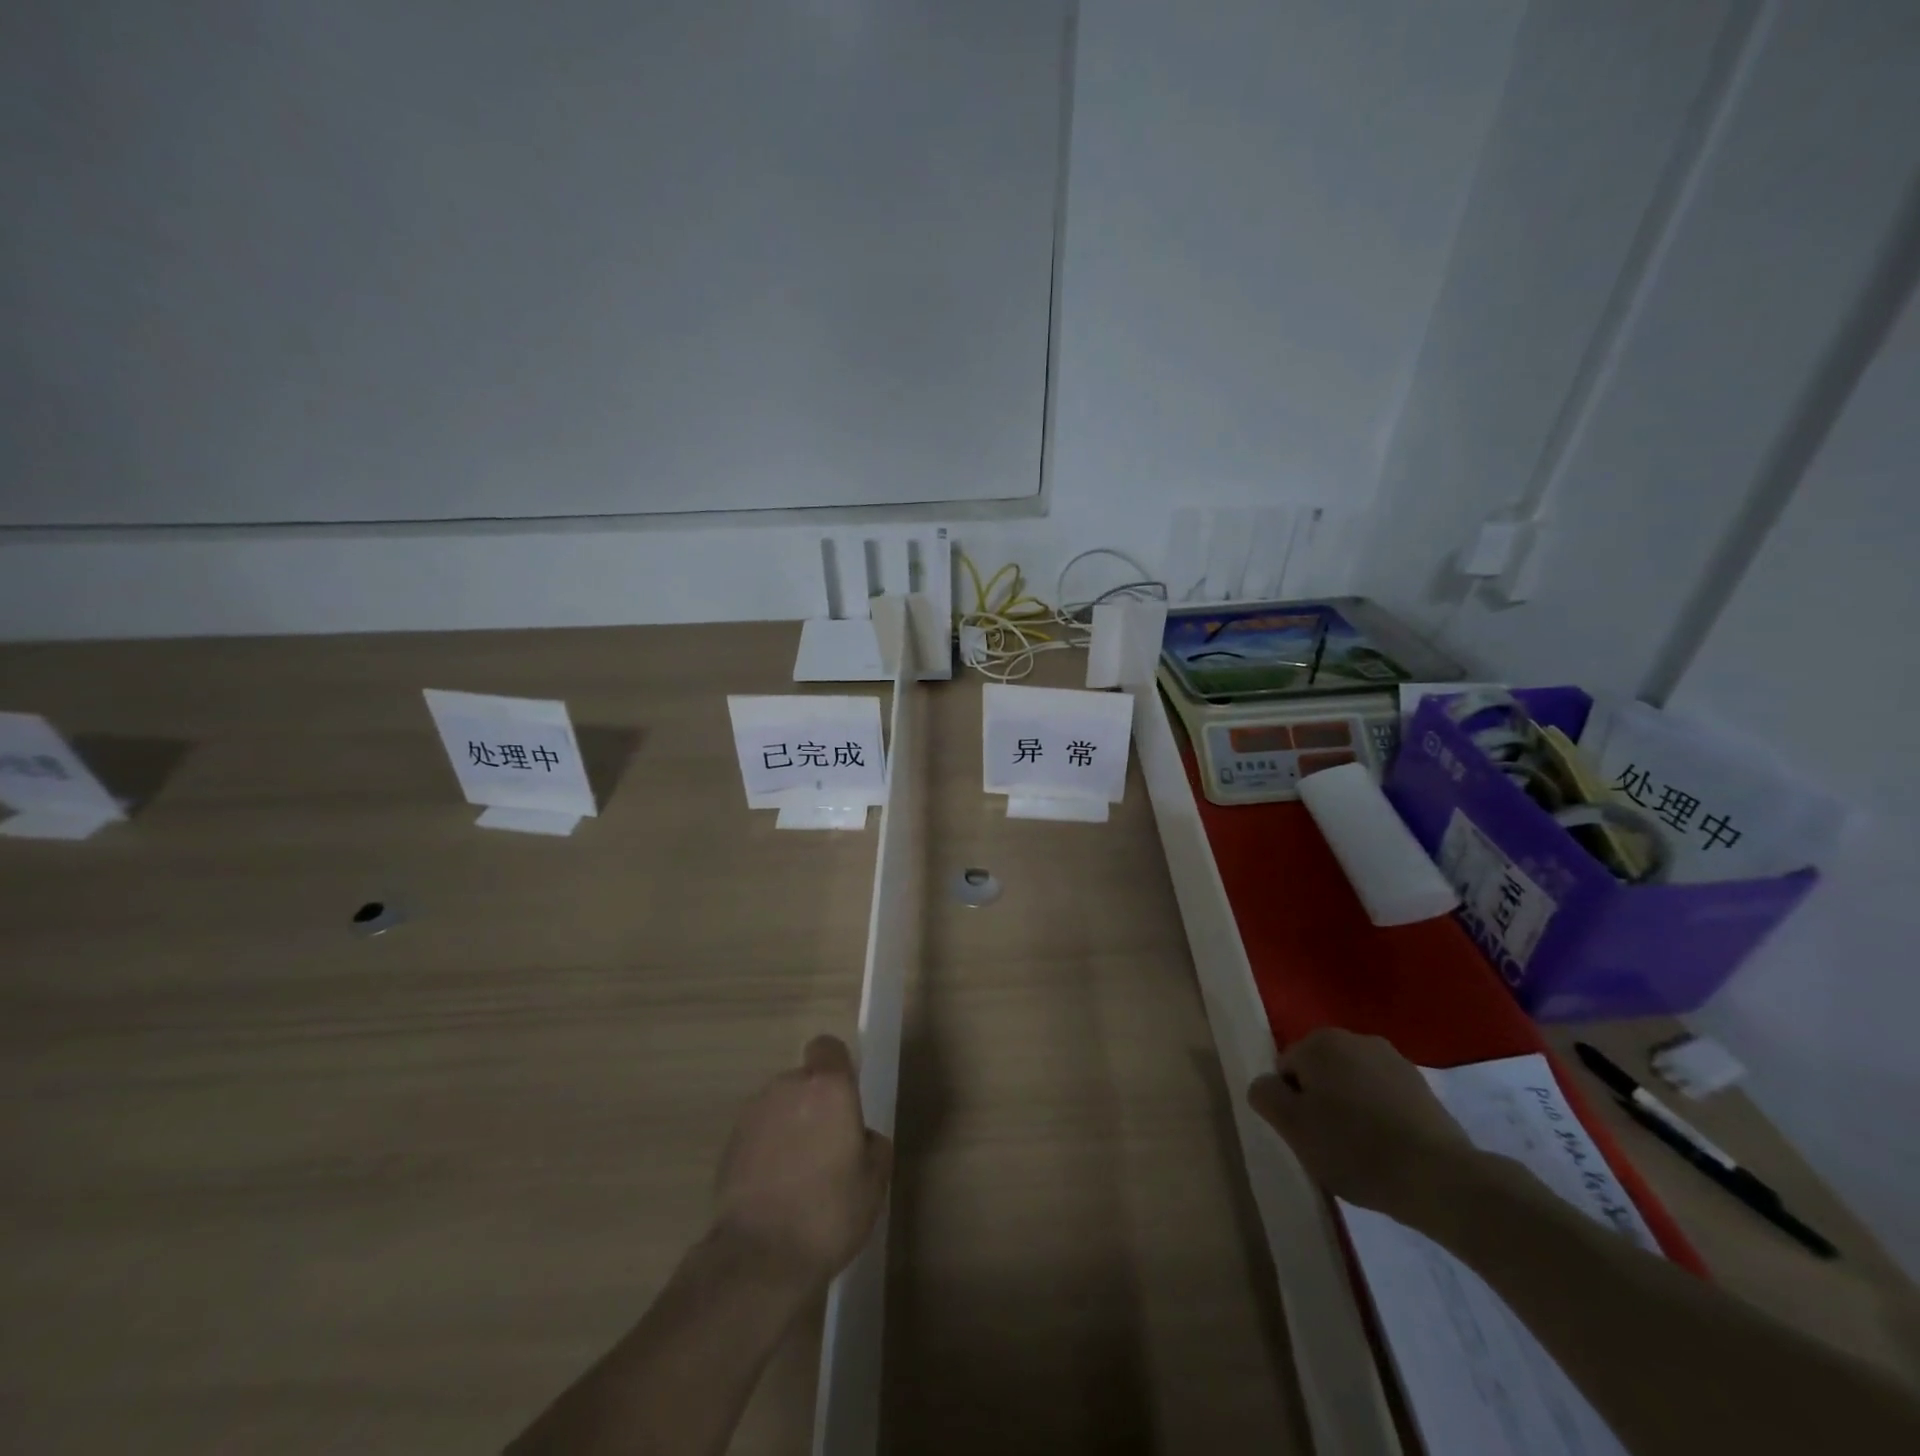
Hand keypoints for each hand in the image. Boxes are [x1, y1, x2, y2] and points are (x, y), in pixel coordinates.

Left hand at [713, 1035, 891, 1290]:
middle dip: (814, 1105)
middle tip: (826, 1148)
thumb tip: (859, 1137)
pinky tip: (774, 1189)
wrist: (760, 1258)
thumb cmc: (829, 1213)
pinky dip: (766, 1150)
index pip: (829, 1048)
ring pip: (779, 1107)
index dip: (837, 1067)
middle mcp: (787, 1088)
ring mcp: (753, 1114)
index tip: (845, 1099)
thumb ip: (872, 1145)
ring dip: (789, 1127)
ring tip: (798, 1174)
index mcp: (828, 1087)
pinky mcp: (729, 1144)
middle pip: (804, 1081)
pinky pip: (758, 1134)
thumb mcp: (874, 1182)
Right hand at [1247, 1028, 1474, 1220]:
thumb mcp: (1292, 1126)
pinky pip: (1383, 1098)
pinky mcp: (1423, 1087)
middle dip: (1321, 1103)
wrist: (1440, 1178)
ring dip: (1350, 1109)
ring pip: (1352, 1084)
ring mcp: (1394, 1060)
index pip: (1286, 1070)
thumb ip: (1266, 1095)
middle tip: (1331, 1144)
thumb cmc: (1355, 1148)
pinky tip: (1390, 1149)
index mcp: (1320, 1042)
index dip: (1292, 1105)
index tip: (1309, 1136)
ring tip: (1363, 1151)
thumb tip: (1267, 1084)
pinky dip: (1380, 1117)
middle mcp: (1355, 1038)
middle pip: (1319, 1072)